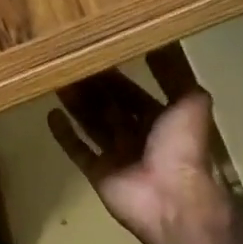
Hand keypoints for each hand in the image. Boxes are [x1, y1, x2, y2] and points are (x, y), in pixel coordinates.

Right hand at [48, 45, 242, 243]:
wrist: (173, 200)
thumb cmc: (183, 148)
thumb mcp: (191, 102)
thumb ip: (175, 76)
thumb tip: (162, 44)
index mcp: (161, 120)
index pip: (132, 92)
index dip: (115, 75)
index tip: (93, 54)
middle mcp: (138, 136)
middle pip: (108, 106)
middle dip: (90, 88)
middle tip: (67, 64)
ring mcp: (117, 155)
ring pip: (91, 124)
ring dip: (76, 104)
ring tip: (55, 81)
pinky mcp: (98, 173)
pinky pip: (78, 150)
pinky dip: (65, 134)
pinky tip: (51, 114)